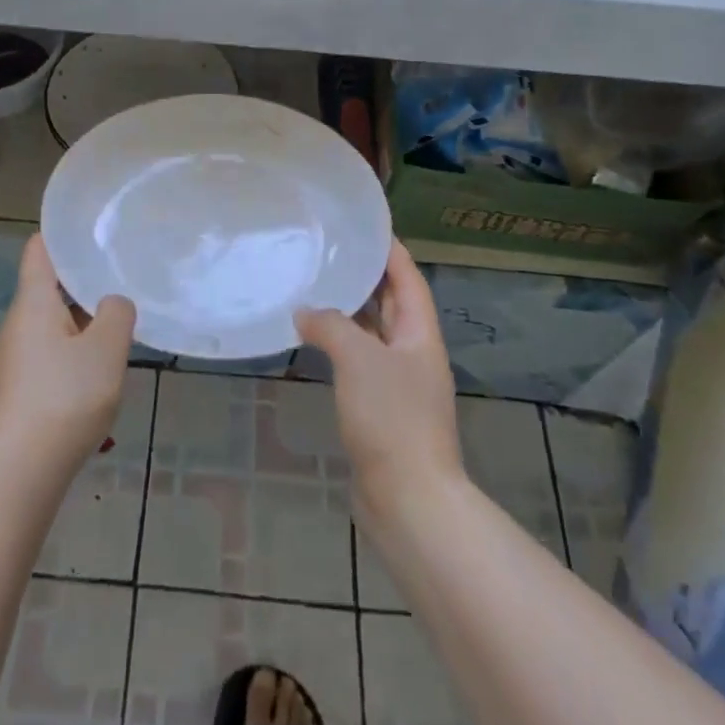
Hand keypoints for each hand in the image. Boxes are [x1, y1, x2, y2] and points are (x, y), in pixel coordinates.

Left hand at [0, 235, 136, 472]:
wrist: (22, 468)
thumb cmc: (66, 396)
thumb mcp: (106, 349)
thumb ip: (117, 314)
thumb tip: (113, 304)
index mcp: (33, 303)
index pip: (39, 251)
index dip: (60, 236)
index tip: (90, 229)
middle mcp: (18, 324)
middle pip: (48, 289)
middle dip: (82, 282)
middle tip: (119, 274)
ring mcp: (16, 358)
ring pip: (52, 324)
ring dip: (81, 321)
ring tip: (118, 321)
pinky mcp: (20, 388)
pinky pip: (50, 354)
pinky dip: (73, 350)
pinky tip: (99, 368)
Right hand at [297, 240, 463, 516]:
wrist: (408, 500)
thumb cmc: (392, 419)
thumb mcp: (359, 360)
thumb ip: (331, 326)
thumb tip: (304, 311)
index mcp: (420, 334)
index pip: (407, 277)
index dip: (389, 249)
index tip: (363, 225)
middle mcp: (413, 353)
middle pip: (392, 302)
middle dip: (365, 275)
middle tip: (329, 250)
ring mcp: (398, 382)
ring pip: (373, 333)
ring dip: (349, 310)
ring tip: (315, 284)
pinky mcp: (380, 408)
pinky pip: (359, 361)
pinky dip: (339, 344)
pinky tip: (313, 338)